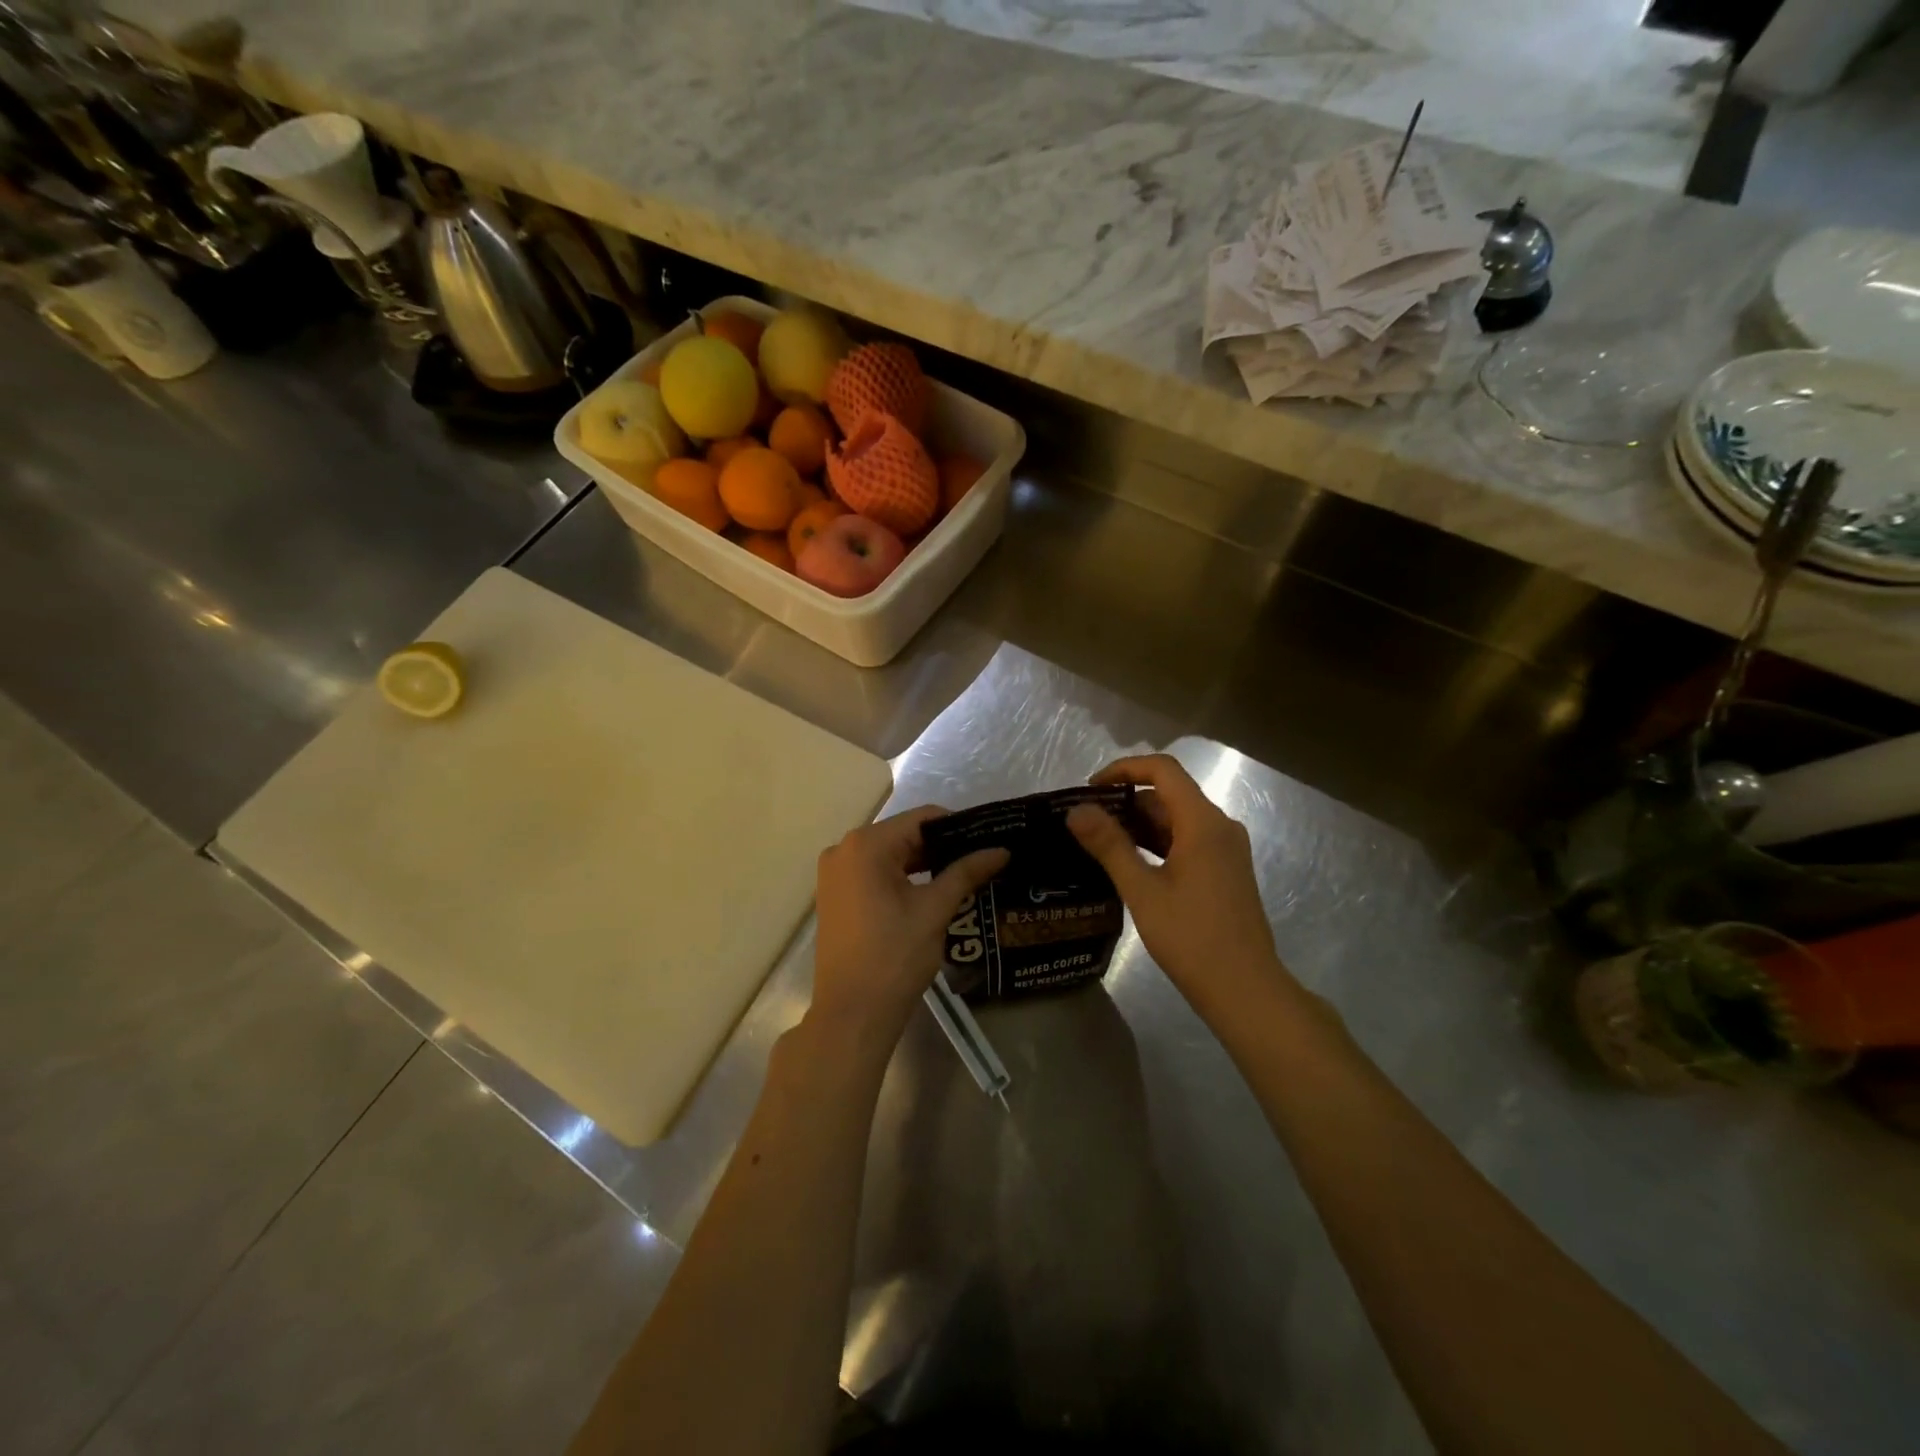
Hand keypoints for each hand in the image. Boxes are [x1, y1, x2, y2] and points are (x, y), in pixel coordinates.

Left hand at [810, 806, 1008, 1056]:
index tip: (987, 840)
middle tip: (980, 860)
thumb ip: (966, 872)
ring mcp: (835, 873)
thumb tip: (1001, 850)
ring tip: (963, 876)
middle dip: (942, 847)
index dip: (958, 827)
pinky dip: (902, 878)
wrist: (852, 1014)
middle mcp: (844, 849)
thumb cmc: (894, 956)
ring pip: (889, 855)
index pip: (921, 818)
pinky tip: (931, 892)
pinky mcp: (835, 895)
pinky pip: (874, 873)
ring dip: (923, 864)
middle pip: (903, 834)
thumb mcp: (935, 910)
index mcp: (866, 844)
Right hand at [1067, 755, 1289, 1018]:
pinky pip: (1187, 840)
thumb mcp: (1142, 890)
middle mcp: (1220, 826)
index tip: (1090, 788)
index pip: (1162, 770)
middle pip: (1170, 793)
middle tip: (1086, 820)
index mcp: (1203, 822)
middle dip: (1126, 798)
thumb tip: (1076, 810)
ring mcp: (1226, 850)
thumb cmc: (1192, 938)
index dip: (1124, 769)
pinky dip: (1157, 842)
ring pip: (1177, 819)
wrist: (1245, 990)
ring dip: (1139, 822)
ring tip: (1098, 840)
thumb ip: (1109, 845)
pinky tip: (1128, 862)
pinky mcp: (1225, 871)